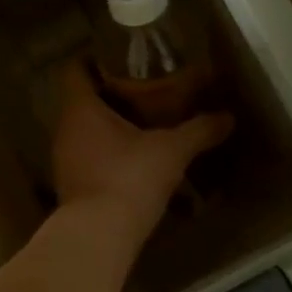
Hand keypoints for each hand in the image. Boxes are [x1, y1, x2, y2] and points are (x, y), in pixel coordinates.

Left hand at [50, 63, 231, 238]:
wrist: (99, 235)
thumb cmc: (129, 178)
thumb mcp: (171, 151)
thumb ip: (198, 131)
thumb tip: (227, 117)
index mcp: (80, 109)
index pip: (75, 70)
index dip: (93, 59)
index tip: (118, 56)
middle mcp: (64, 129)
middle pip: (81, 101)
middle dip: (109, 94)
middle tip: (141, 89)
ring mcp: (64, 159)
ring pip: (84, 130)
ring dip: (108, 125)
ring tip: (141, 123)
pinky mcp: (71, 185)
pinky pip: (88, 156)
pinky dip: (106, 152)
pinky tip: (132, 159)